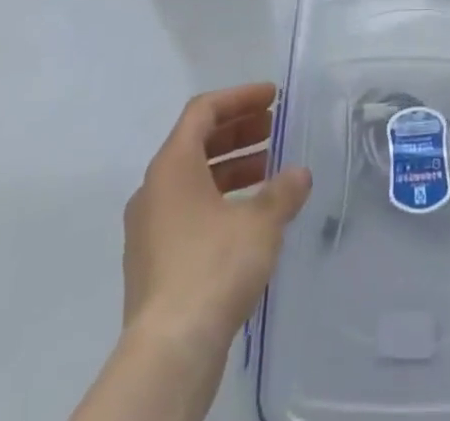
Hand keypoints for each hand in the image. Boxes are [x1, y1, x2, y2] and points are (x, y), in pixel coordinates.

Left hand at [121, 82, 312, 354]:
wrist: (169, 352)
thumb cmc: (214, 267)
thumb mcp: (260, 222)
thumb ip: (282, 191)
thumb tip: (299, 174)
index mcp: (172, 165)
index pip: (204, 111)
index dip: (240, 97)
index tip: (272, 97)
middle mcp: (154, 190)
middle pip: (196, 142)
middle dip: (238, 131)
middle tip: (273, 128)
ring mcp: (149, 229)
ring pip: (193, 180)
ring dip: (231, 167)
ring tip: (269, 170)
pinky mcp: (154, 263)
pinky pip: (188, 211)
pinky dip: (219, 200)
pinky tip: (249, 216)